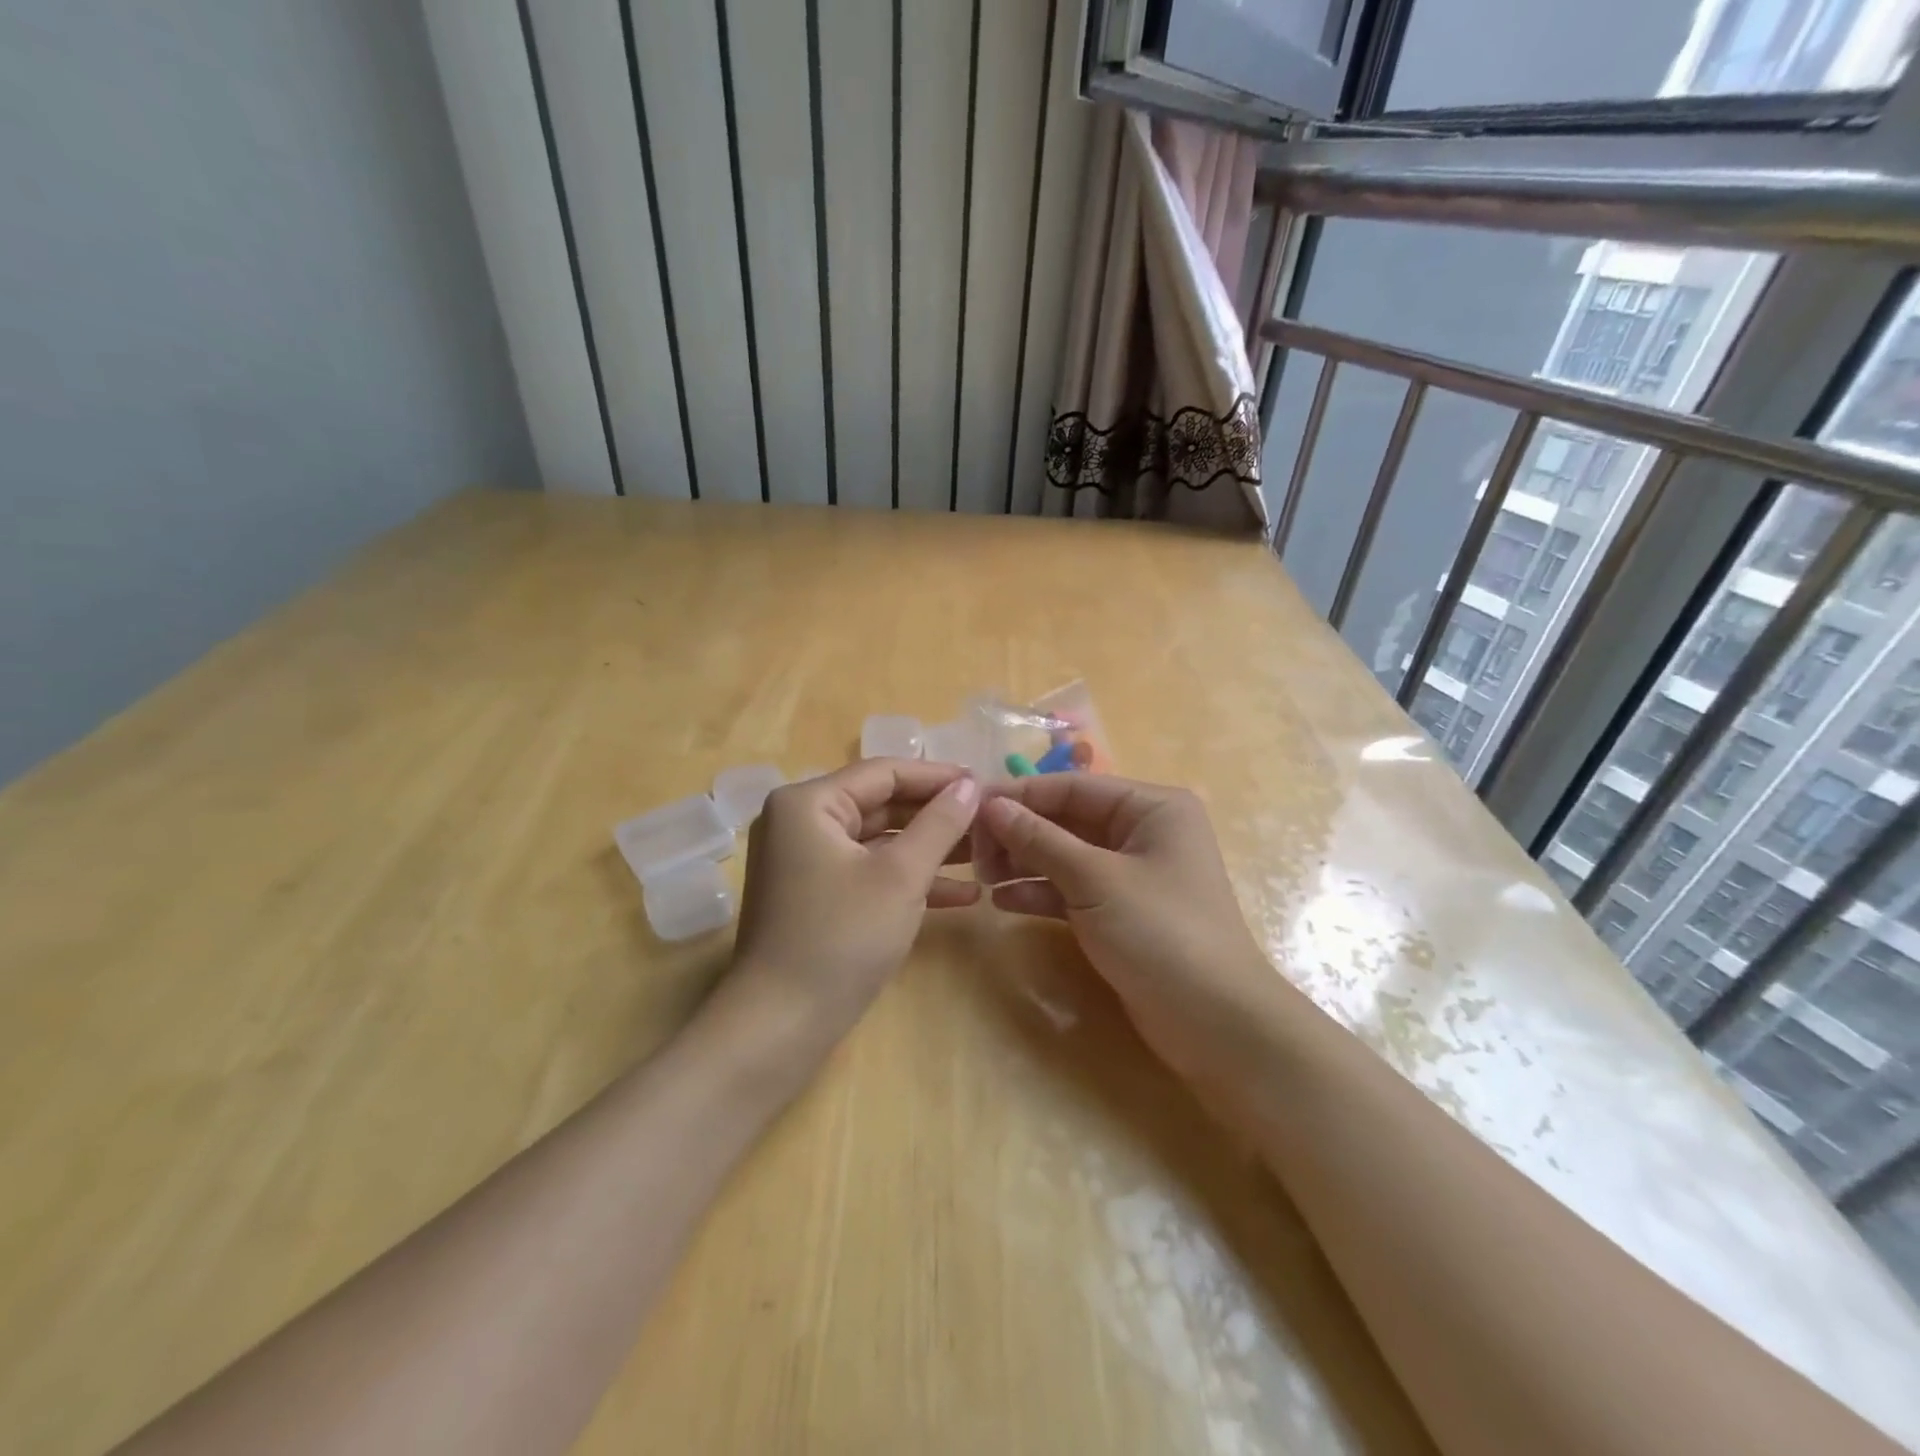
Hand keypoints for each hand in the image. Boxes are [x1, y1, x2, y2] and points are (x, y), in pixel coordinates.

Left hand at [727, 760, 980, 1048]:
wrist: (780, 1026)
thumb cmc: (841, 938)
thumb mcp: (900, 876)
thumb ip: (939, 824)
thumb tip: (970, 785)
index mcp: (808, 803)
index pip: (883, 772)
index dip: (938, 776)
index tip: (985, 784)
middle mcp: (800, 822)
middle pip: (881, 804)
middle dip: (936, 816)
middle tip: (989, 821)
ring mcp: (806, 862)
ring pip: (879, 841)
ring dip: (929, 849)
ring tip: (985, 856)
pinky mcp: (816, 896)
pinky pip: (868, 872)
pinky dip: (908, 880)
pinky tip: (962, 896)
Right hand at [974, 776, 1282, 1079]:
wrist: (1215, 1024)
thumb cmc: (1161, 933)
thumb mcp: (1096, 880)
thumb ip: (1040, 839)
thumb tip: (990, 805)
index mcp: (1151, 807)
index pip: (1073, 787)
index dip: (1020, 797)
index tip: (970, 809)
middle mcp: (1142, 832)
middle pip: (1067, 820)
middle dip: (1020, 834)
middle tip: (972, 852)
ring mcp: (1130, 874)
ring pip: (1065, 856)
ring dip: (1024, 863)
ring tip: (982, 878)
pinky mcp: (1119, 912)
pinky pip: (1071, 890)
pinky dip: (1040, 893)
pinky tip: (1003, 902)